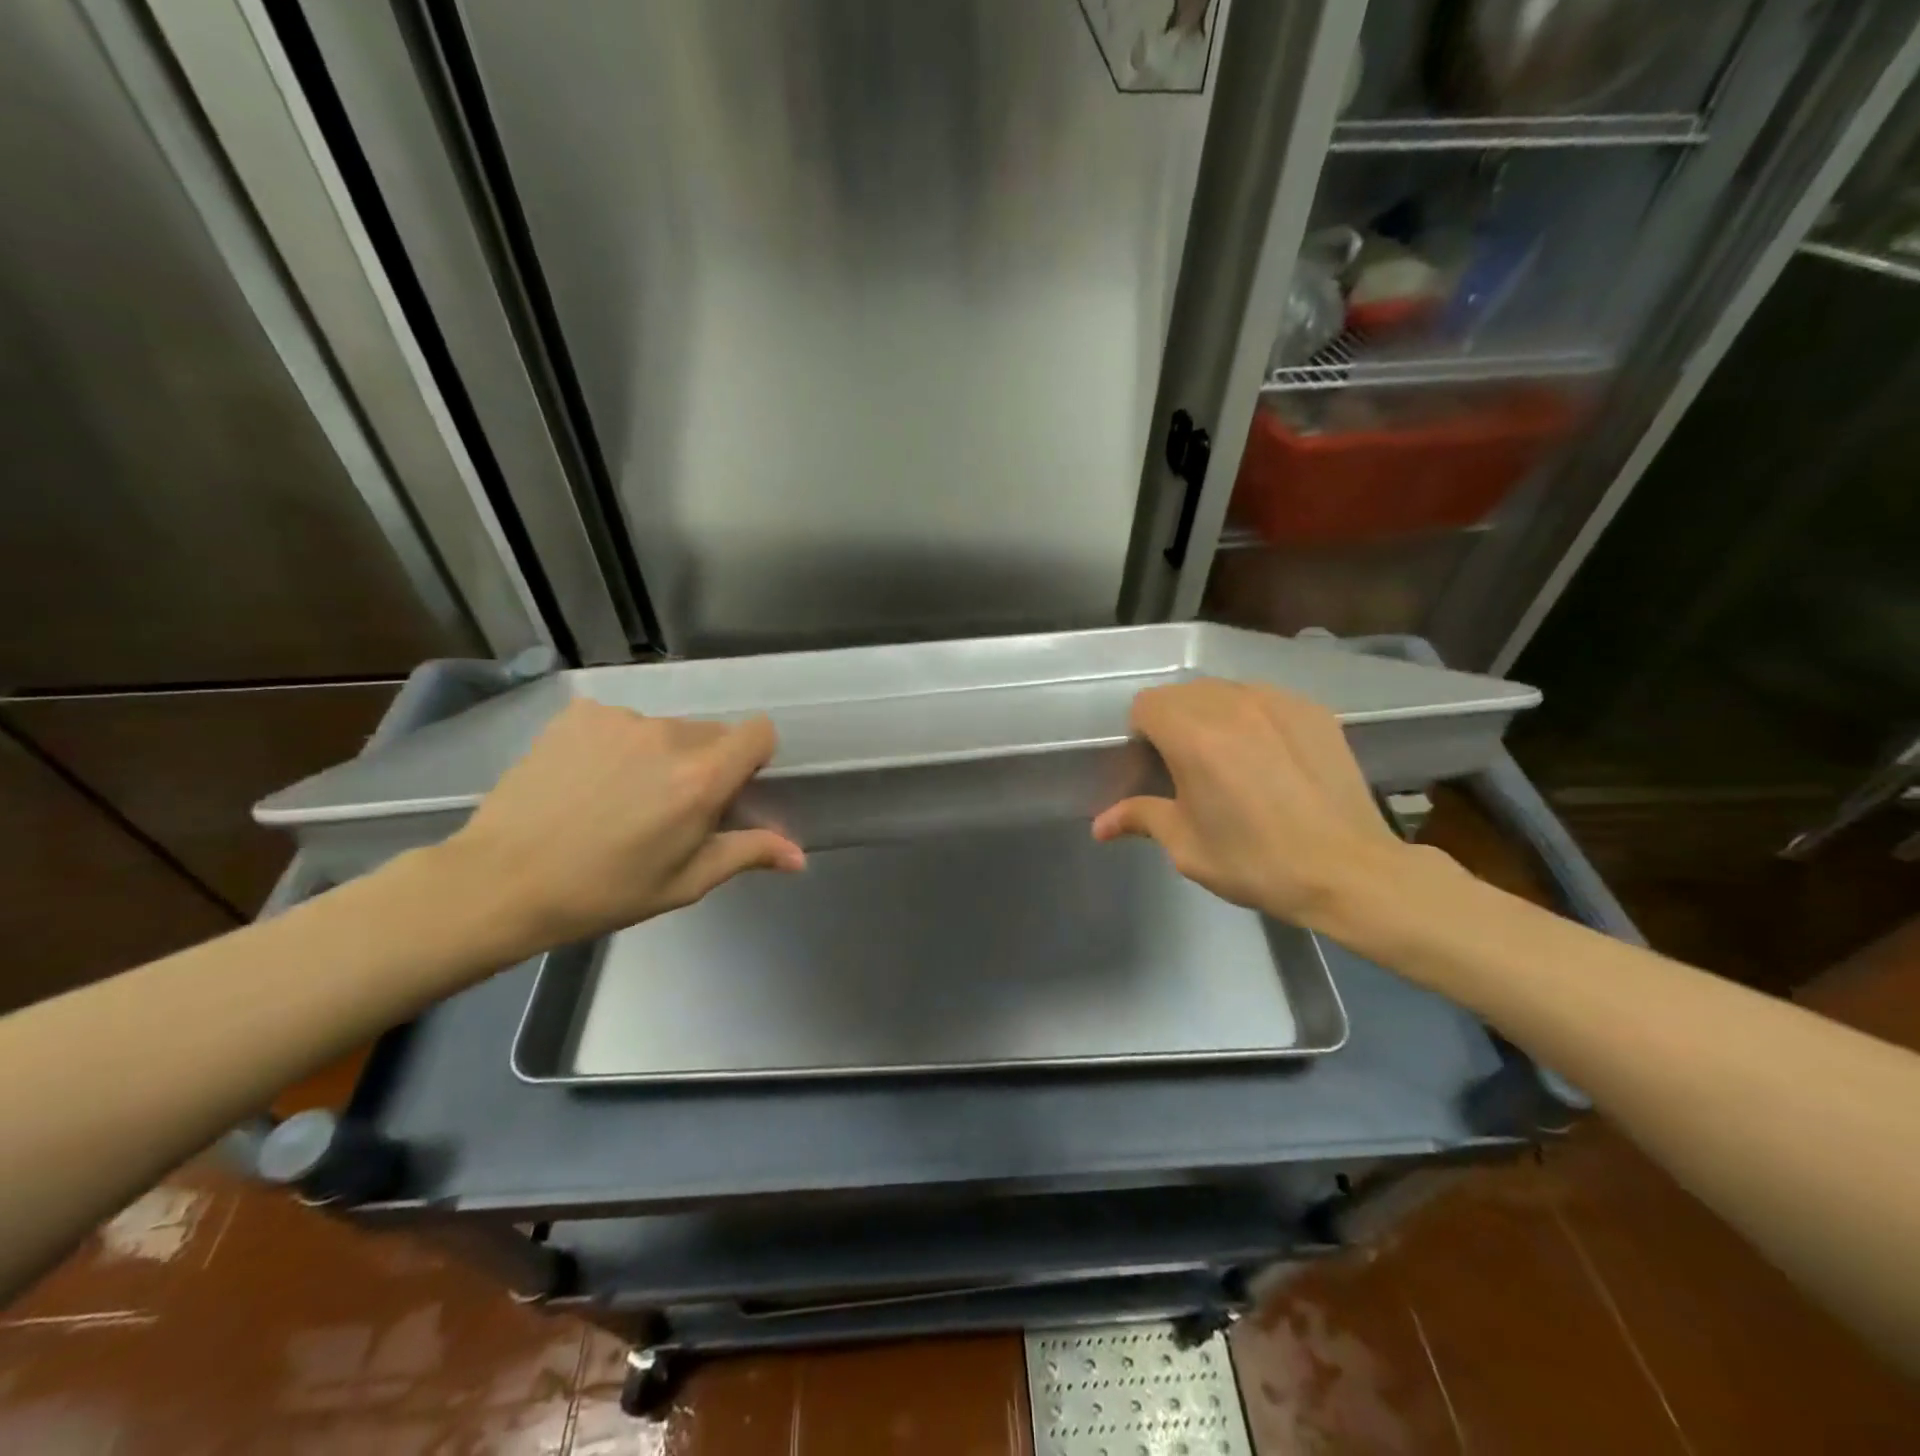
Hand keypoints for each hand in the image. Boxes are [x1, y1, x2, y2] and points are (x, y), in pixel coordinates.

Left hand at [436, 699, 803, 955]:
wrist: (500, 881)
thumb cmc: (604, 892)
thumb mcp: (684, 882)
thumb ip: (747, 854)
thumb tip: (799, 856)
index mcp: (701, 779)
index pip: (760, 732)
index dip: (755, 756)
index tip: (733, 786)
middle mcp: (668, 736)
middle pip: (712, 732)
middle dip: (704, 762)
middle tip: (669, 806)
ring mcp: (620, 720)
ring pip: (665, 728)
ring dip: (659, 754)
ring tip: (619, 797)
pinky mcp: (579, 715)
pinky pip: (621, 723)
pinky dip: (617, 745)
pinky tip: (586, 780)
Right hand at [1091, 678, 1413, 929]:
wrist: (1349, 871)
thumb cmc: (1256, 862)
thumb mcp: (1187, 846)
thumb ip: (1140, 818)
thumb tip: (1099, 825)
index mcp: (1193, 735)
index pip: (1146, 705)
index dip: (1141, 733)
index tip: (1153, 766)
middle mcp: (1233, 704)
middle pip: (1183, 693)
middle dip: (1174, 722)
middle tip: (1187, 766)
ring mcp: (1278, 702)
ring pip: (1224, 691)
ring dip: (1213, 715)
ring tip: (1230, 758)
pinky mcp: (1313, 710)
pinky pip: (1265, 699)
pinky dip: (1253, 717)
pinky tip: (1270, 757)